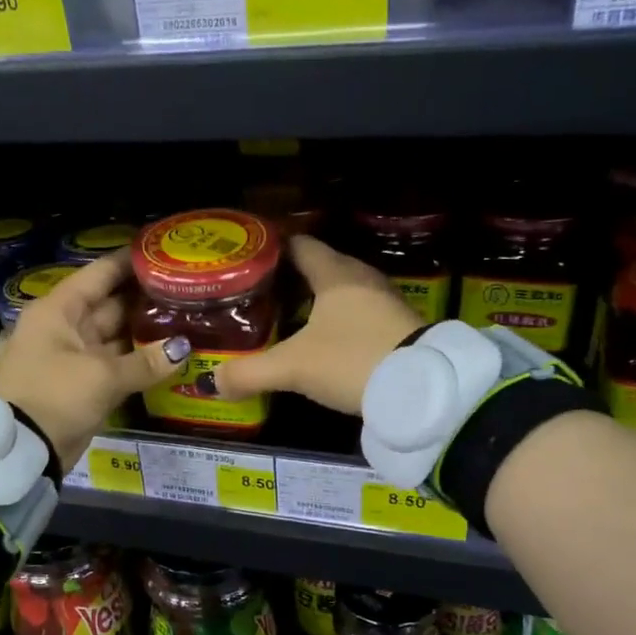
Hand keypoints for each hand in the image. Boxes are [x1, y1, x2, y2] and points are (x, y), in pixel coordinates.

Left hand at [0, 252, 188, 467]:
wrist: (21, 449)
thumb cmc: (54, 396)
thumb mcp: (101, 376)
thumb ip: (145, 362)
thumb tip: (182, 349)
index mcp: (58, 311)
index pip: (98, 275)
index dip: (128, 263)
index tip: (161, 252)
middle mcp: (64, 328)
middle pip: (109, 305)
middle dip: (144, 300)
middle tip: (185, 291)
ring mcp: (73, 358)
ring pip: (115, 337)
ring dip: (145, 334)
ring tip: (186, 320)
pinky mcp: (81, 387)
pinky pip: (115, 366)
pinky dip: (138, 363)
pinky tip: (169, 357)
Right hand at [207, 235, 422, 414]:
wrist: (422, 389)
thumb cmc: (351, 360)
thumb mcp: (293, 367)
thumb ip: (249, 372)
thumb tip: (213, 381)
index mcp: (335, 273)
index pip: (298, 245)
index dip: (270, 250)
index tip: (245, 262)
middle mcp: (361, 278)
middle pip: (318, 268)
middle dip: (287, 281)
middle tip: (256, 296)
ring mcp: (383, 302)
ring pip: (338, 293)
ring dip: (313, 304)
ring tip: (282, 320)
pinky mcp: (396, 327)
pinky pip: (356, 315)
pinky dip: (334, 323)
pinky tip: (319, 344)